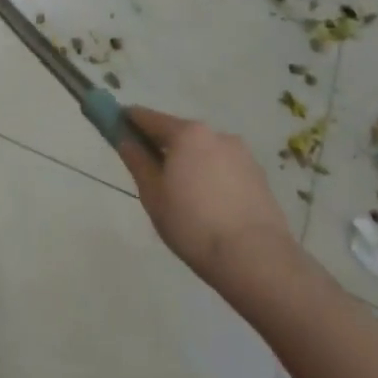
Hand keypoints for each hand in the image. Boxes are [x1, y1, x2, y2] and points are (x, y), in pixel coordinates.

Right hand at [117, 106, 296, 293]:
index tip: (117, 128)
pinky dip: (212, 178)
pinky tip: (209, 207)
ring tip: (184, 199)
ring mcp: (243, 155)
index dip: (129, 121)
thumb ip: (137, 161)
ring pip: (204, 152)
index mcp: (188, 134)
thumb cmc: (193, 224)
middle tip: (151, 175)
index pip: (148, 117)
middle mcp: (217, 135)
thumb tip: (124, 139)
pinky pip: (224, 169)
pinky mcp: (260, 177)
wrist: (256, 260)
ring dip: (190, 163)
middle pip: (180, 134)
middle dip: (163, 147)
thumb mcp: (153, 194)